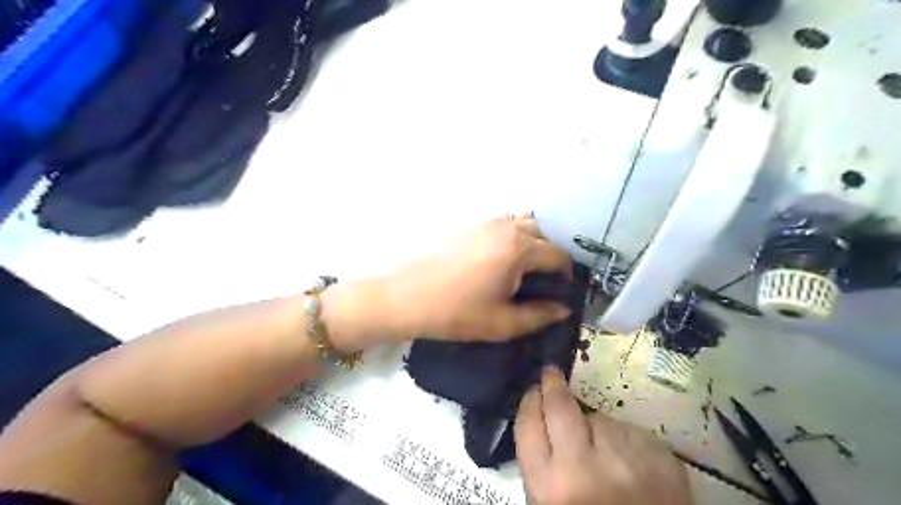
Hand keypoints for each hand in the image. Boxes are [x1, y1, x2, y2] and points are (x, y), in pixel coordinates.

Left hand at [388, 214, 569, 341]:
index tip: (562, 293)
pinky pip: (501, 225)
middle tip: (542, 283)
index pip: (558, 256)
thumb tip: (564, 308)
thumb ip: (540, 315)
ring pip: (521, 225)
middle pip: (542, 235)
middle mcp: (505, 227)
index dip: (566, 275)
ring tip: (521, 271)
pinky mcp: (467, 225)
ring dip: (530, 244)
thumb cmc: (456, 313)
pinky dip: (510, 238)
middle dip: (549, 256)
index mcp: (518, 248)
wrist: (406, 298)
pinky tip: (498, 261)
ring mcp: (484, 222)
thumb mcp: (503, 323)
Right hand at [513, 367, 690, 504]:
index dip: (529, 402)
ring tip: (604, 452)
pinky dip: (627, 442)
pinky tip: (630, 463)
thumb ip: (543, 466)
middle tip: (551, 374)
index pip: (528, 427)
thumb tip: (541, 420)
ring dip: (597, 427)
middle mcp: (584, 468)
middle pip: (560, 407)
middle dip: (552, 385)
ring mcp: (626, 461)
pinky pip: (632, 432)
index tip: (532, 389)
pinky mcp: (661, 459)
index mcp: (551, 488)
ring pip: (601, 419)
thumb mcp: (551, 504)